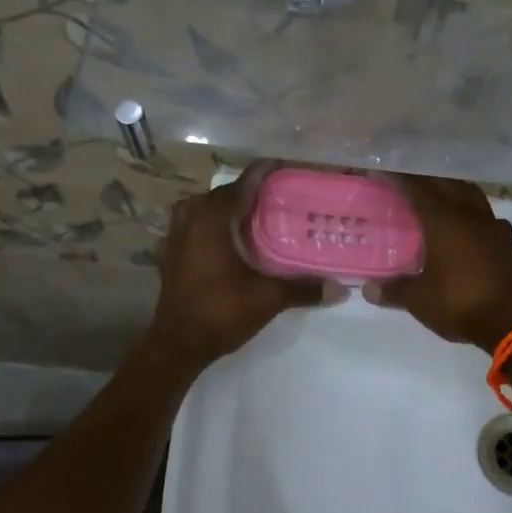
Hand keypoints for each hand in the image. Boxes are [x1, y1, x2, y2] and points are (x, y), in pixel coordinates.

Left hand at [146, 167, 327, 368]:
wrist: (177, 344)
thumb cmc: (221, 312)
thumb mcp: (268, 298)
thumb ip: (303, 288)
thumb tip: (340, 288)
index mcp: (213, 218)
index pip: (244, 182)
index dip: (266, 172)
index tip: (288, 168)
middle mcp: (191, 217)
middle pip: (224, 193)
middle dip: (250, 192)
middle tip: (280, 198)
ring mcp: (176, 235)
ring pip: (205, 208)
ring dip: (228, 209)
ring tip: (255, 218)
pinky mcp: (170, 253)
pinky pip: (193, 226)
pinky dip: (212, 226)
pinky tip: (230, 241)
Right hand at [366, 175, 511, 350]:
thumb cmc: (459, 303)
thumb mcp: (419, 300)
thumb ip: (394, 290)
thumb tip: (368, 289)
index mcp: (443, 220)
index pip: (418, 187)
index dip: (400, 177)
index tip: (383, 171)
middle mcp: (468, 214)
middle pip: (446, 183)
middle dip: (425, 179)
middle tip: (406, 183)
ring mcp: (491, 225)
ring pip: (469, 194)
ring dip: (452, 190)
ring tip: (437, 197)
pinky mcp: (506, 241)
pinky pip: (486, 215)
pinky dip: (471, 213)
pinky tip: (466, 225)